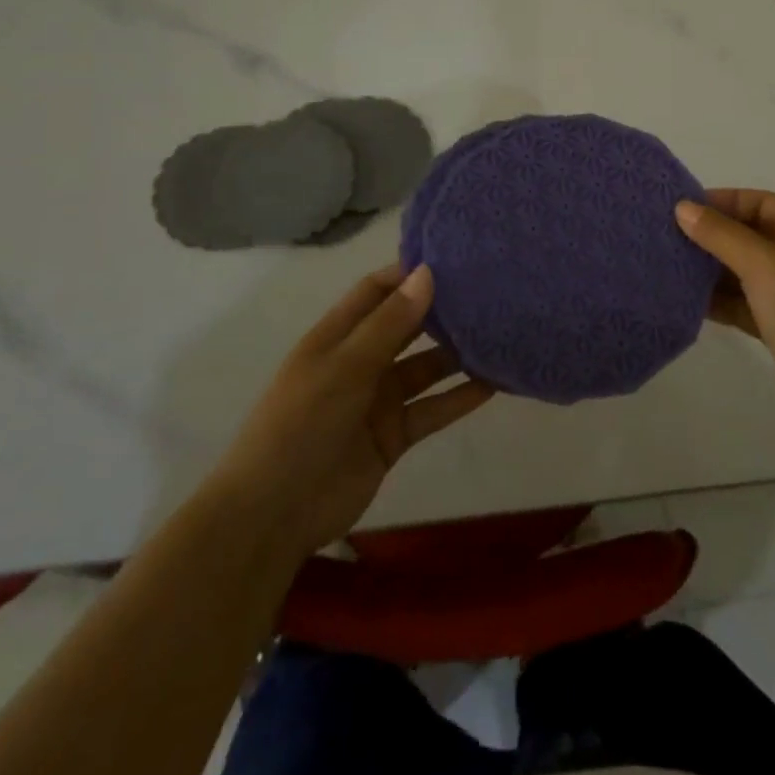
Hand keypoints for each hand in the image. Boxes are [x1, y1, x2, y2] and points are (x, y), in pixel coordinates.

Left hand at [214, 264, 493, 562]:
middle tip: (489, 292)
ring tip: (501, 334)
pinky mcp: (394, 436)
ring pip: (426, 368)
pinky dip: (460, 398)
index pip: (377, 291)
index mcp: (337, 336)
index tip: (455, 259)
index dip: (410, 273)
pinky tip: (495, 384)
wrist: (273, 515)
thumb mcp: (345, 367)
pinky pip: (432, 409)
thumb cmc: (301, 425)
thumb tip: (427, 272)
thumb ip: (390, 323)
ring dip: (458, 355)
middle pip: (407, 326)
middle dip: (442, 310)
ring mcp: (378, 400)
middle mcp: (360, 361)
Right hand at [676, 190, 774, 443]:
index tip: (678, 209)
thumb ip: (721, 234)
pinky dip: (718, 300)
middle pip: (749, 234)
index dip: (721, 201)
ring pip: (743, 270)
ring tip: (667, 266)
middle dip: (710, 235)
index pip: (759, 202)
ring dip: (709, 269)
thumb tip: (682, 207)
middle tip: (664, 238)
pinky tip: (684, 300)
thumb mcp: (764, 265)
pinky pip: (743, 302)